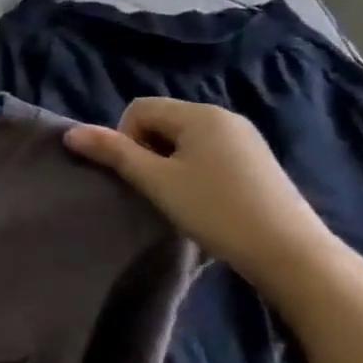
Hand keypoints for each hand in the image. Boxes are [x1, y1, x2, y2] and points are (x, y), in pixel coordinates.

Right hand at [66, 98, 334, 288]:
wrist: (291, 254)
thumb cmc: (215, 210)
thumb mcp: (156, 181)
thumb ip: (113, 153)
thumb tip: (70, 133)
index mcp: (198, 114)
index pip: (140, 109)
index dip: (127, 139)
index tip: (140, 175)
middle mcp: (223, 116)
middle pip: (162, 121)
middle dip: (149, 150)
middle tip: (158, 189)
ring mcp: (245, 139)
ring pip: (185, 139)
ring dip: (171, 163)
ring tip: (181, 198)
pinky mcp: (258, 161)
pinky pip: (210, 152)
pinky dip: (196, 170)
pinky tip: (207, 201)